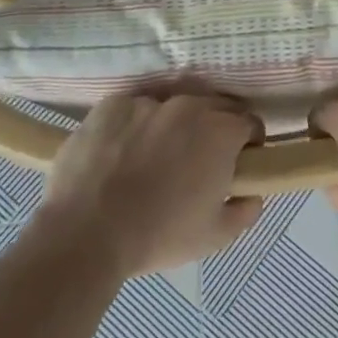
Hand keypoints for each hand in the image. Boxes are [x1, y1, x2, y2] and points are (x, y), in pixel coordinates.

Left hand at [39, 90, 263, 277]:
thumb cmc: (158, 235)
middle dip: (215, 128)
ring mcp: (148, 101)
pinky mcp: (113, 105)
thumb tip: (253, 193)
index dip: (248, 143)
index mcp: (221, 132)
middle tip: (199, 160)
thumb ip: (246, 211)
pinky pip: (135, 109)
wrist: (84, 233)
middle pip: (215, 106)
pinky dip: (135, 125)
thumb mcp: (215, 236)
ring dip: (174, 125)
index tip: (238, 163)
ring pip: (173, 106)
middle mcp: (190, 105)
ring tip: (155, 157)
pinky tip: (122, 153)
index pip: (250, 123)